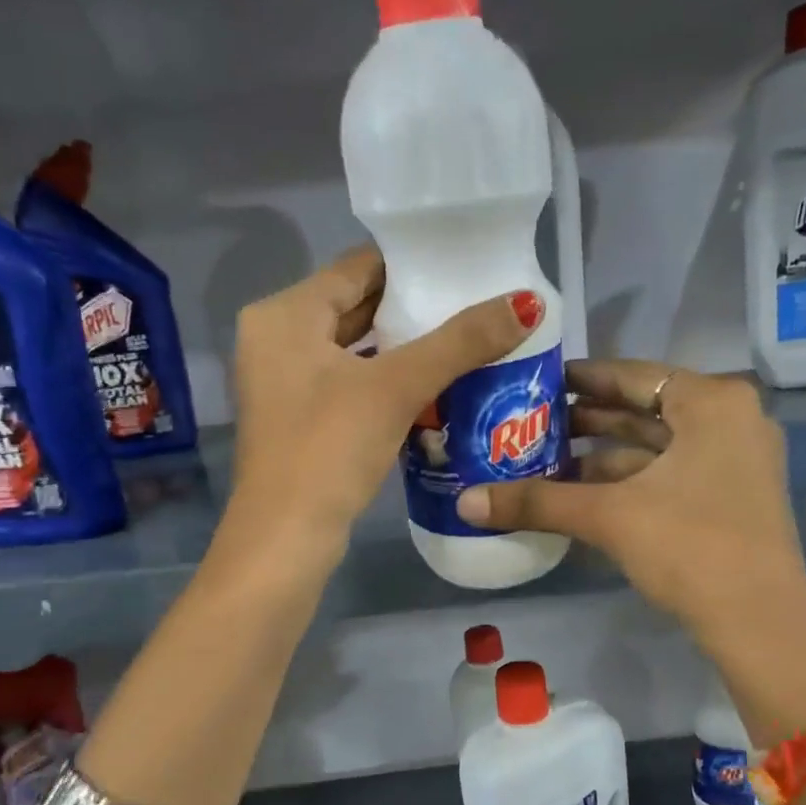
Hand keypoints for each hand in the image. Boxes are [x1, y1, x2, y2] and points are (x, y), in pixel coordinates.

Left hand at [229, 245, 540, 543]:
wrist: (286, 539)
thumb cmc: (329, 449)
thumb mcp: (396, 388)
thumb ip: (460, 342)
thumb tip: (528, 303)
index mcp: (284, 315)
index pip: (358, 267)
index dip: (413, 265)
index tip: (466, 266)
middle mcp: (277, 340)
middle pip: (357, 307)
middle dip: (415, 308)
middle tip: (477, 304)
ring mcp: (286, 383)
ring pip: (357, 349)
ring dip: (406, 348)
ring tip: (467, 341)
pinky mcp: (302, 420)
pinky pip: (353, 383)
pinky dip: (389, 381)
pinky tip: (435, 386)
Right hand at [457, 362, 805, 650]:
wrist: (759, 625)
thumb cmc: (690, 548)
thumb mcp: (609, 517)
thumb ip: (538, 502)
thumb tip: (465, 503)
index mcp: (713, 402)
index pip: (633, 374)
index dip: (581, 378)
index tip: (538, 383)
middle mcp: (731, 420)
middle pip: (646, 409)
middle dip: (588, 420)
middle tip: (533, 423)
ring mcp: (738, 461)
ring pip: (658, 446)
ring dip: (604, 455)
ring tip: (547, 461)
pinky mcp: (734, 497)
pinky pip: (672, 473)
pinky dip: (630, 481)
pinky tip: (584, 494)